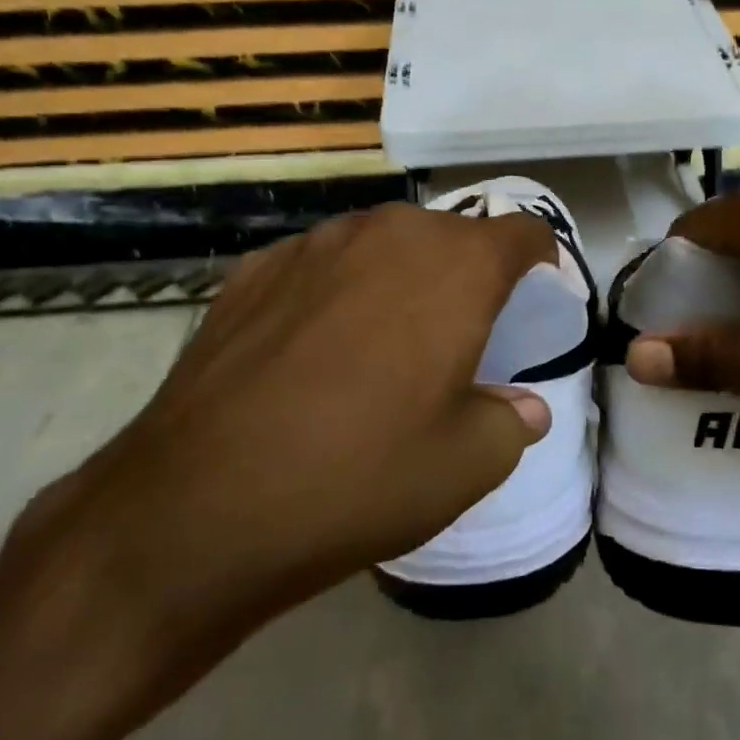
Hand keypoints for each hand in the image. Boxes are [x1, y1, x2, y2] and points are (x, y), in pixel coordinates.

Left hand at [6, 202, 555, 693]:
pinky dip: (339, 289)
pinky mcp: (255, 268)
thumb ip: (510, 422)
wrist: (198, 506)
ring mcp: (315, 244)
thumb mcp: (466, 465)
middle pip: (452, 235)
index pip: (522, 232)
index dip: (541, 258)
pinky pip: (323, 264)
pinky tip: (315, 348)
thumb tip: (525, 408)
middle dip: (468, 273)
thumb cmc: (360, 477)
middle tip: (461, 333)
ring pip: (384, 242)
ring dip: (402, 277)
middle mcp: (389, 233)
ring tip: (386, 338)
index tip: (540, 290)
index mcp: (455, 266)